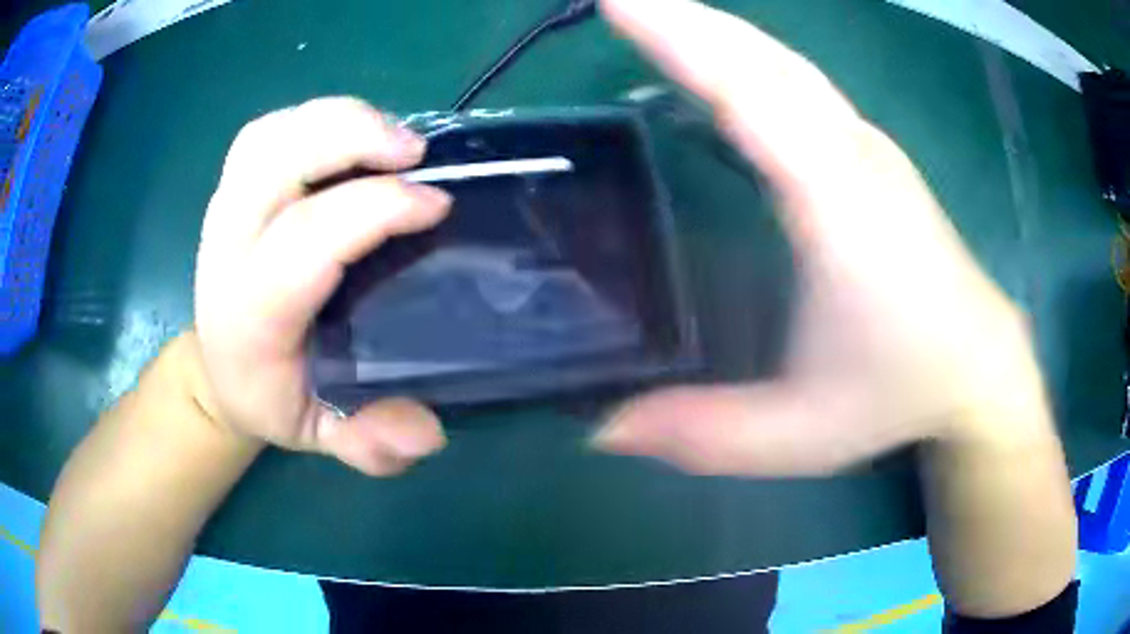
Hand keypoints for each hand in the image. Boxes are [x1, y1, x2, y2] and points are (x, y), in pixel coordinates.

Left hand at [193, 97, 450, 475]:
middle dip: (350, 138)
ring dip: (335, 120)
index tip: (435, 205)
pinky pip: (266, 132)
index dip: (375, 209)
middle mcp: (228, 248)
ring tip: (391, 139)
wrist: (218, 370)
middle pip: (276, 161)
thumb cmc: (271, 397)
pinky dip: (311, 120)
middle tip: (416, 152)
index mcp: (250, 314)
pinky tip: (348, 139)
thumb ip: (370, 442)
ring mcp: (224, 209)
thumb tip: (428, 430)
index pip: (305, 241)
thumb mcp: (321, 436)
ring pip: (270, 135)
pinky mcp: (230, 189)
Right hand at [595, 0, 1048, 474]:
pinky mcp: (869, 156)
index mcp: (838, 206)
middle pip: (764, 60)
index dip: (681, 39)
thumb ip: (701, 434)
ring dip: (716, 32)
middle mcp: (854, 155)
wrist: (977, 367)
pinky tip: (717, 65)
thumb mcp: (799, 435)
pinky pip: (800, 86)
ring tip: (650, 16)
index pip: (751, 95)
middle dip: (685, 17)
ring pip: (784, 65)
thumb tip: (597, 428)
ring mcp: (867, 148)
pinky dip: (748, 59)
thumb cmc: (899, 394)